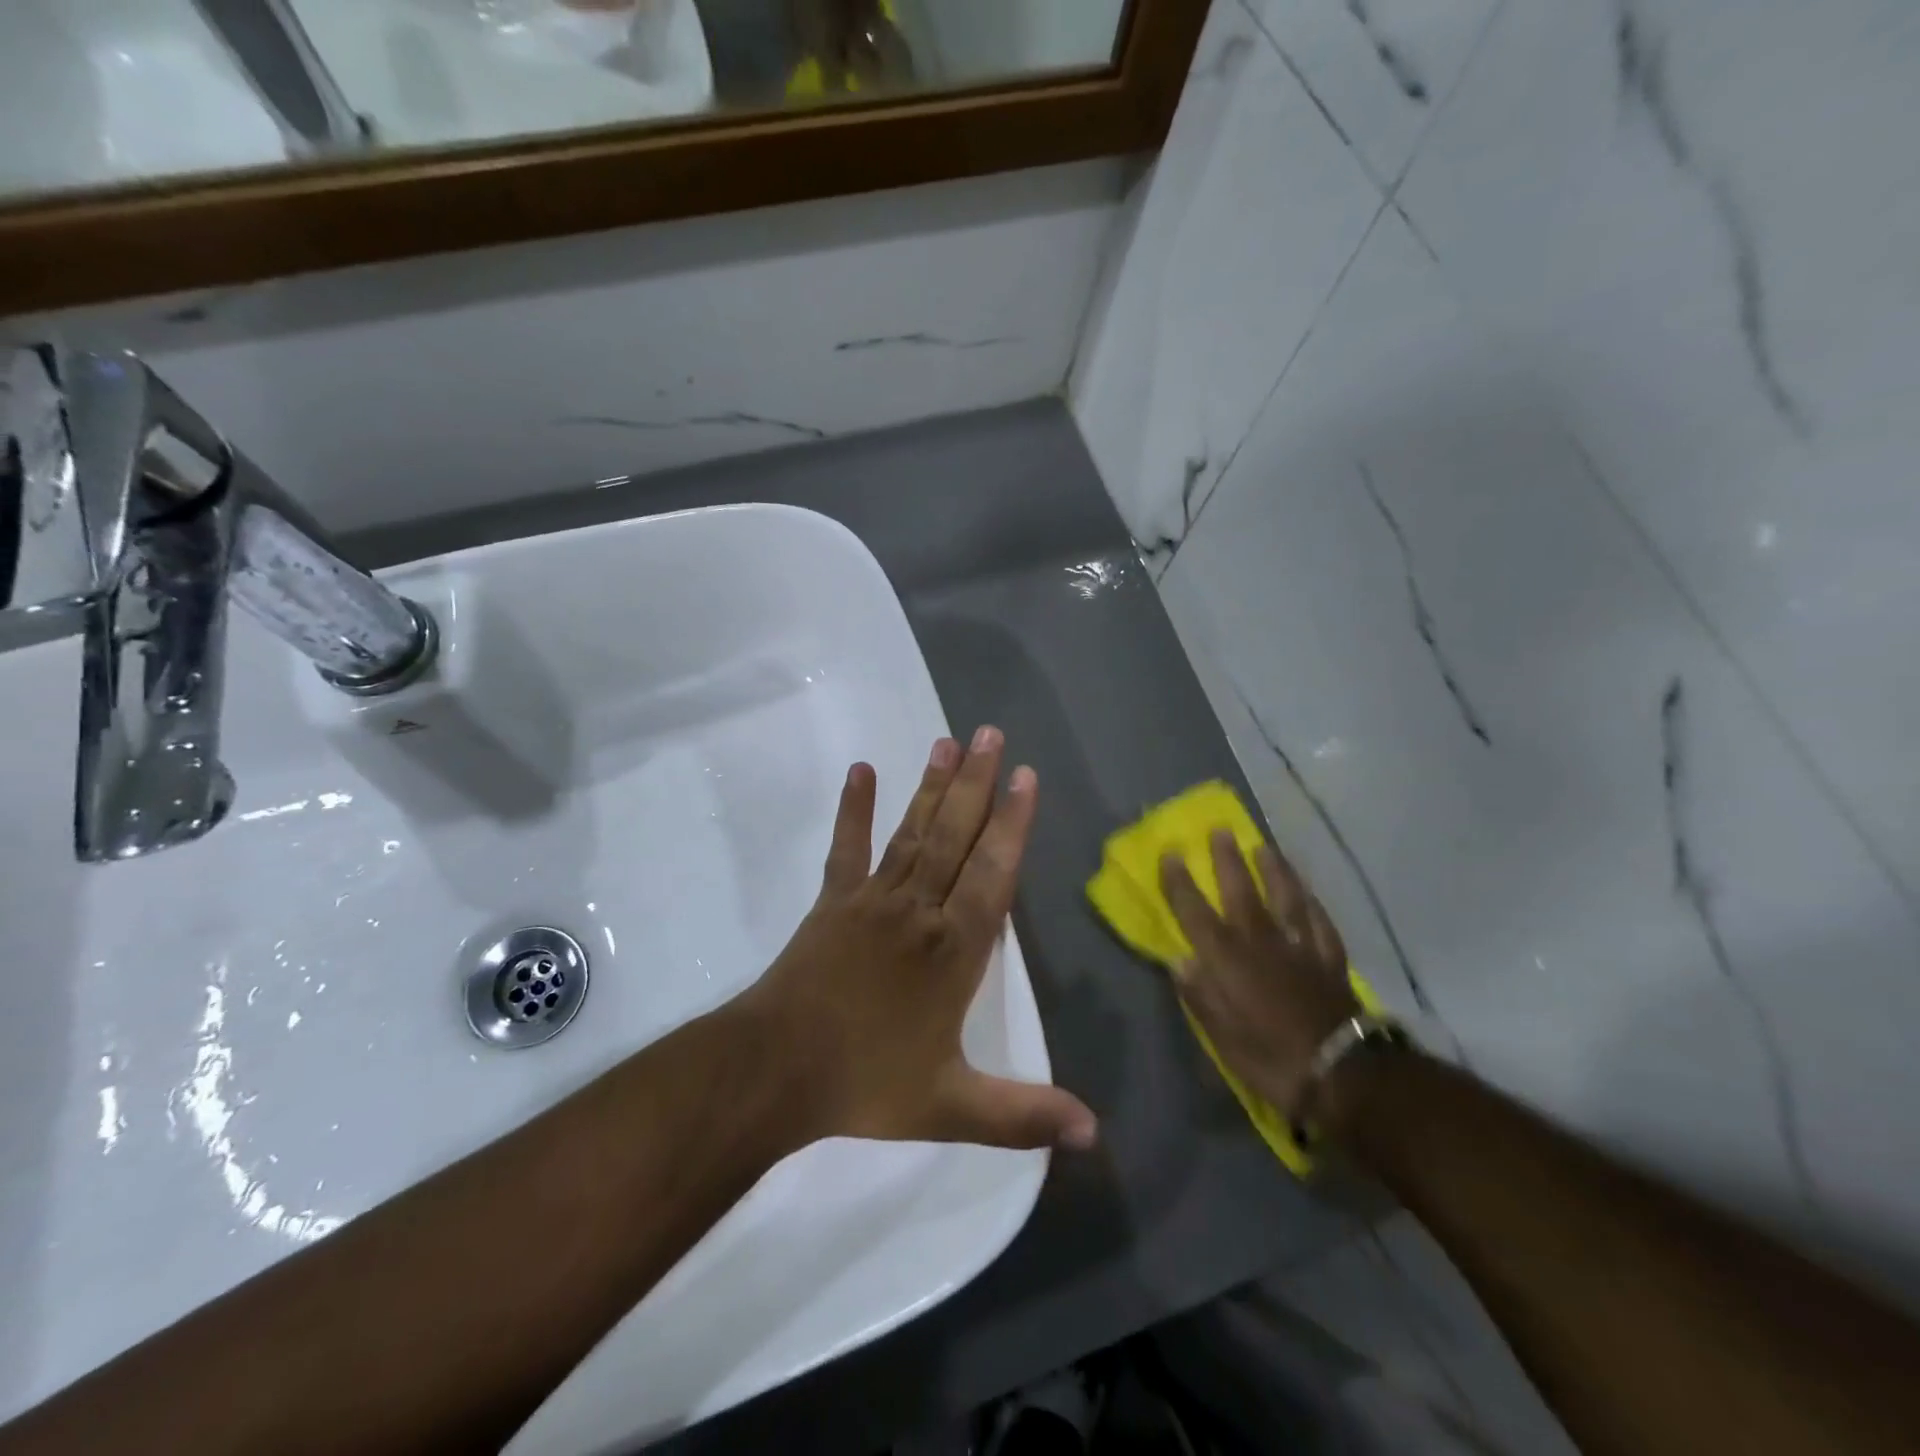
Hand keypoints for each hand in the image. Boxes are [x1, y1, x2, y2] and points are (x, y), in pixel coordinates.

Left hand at [745, 727, 1097, 1152]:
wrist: (776, 1070)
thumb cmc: (867, 1084)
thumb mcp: (951, 1107)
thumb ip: (1023, 1115)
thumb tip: (1093, 1133)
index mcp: (954, 949)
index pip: (993, 874)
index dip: (1013, 824)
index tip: (1027, 778)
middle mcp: (919, 909)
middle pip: (955, 836)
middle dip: (977, 784)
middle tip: (991, 734)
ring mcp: (873, 899)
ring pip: (912, 833)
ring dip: (931, 786)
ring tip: (947, 742)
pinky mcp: (833, 900)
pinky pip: (847, 847)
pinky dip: (854, 809)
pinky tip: (861, 770)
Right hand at [1159, 832, 1359, 1119]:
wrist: (1344, 1074)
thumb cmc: (1272, 1058)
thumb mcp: (1222, 1037)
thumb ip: (1200, 996)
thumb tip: (1180, 962)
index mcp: (1227, 959)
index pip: (1195, 911)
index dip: (1180, 882)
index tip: (1171, 853)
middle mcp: (1260, 941)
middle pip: (1240, 890)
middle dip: (1227, 859)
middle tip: (1220, 830)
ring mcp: (1299, 946)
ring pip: (1285, 896)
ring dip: (1273, 869)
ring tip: (1265, 847)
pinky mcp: (1330, 958)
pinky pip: (1319, 921)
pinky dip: (1311, 903)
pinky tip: (1308, 892)